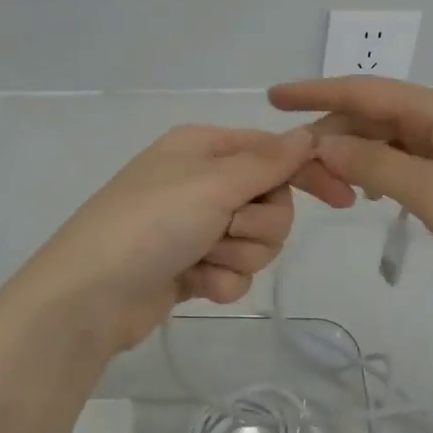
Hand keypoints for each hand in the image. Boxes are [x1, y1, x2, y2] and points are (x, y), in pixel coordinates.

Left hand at [6, 125, 332, 354]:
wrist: (88, 298)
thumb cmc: (150, 223)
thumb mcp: (211, 184)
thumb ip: (266, 162)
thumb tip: (307, 134)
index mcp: (204, 148)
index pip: (272, 151)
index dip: (307, 171)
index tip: (344, 197)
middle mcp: (202, 181)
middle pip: (271, 201)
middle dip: (259, 224)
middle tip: (229, 230)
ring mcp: (195, 226)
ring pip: (257, 241)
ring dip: (238, 255)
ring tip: (204, 259)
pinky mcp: (191, 266)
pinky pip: (234, 272)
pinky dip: (221, 281)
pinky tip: (195, 285)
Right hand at [268, 77, 432, 307]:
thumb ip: (373, 164)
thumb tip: (322, 142)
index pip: (363, 90)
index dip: (315, 92)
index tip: (272, 97)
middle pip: (373, 113)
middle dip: (332, 134)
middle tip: (297, 169)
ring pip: (389, 136)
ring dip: (355, 154)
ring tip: (328, 185)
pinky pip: (408, 156)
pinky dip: (381, 168)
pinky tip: (370, 192)